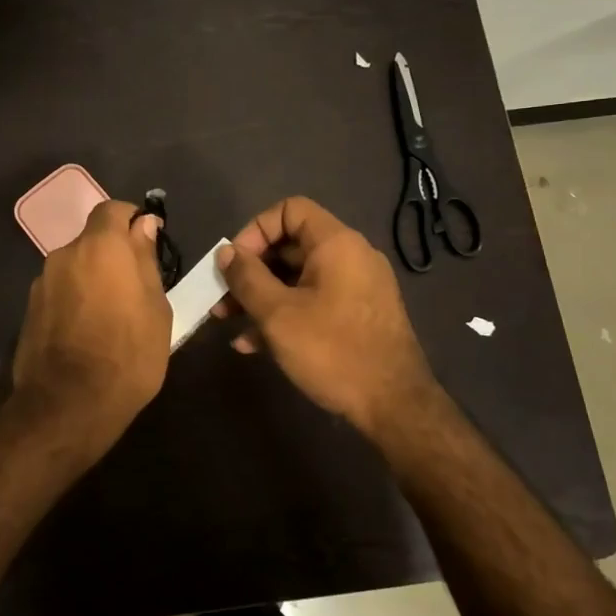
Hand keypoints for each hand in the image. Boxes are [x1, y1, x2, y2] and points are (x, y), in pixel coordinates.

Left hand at [11, 199, 171, 445]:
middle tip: (134, 289)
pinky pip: (59, 292)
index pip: (112, 209)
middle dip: (112, 256)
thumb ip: (146, 260)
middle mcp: (65, 254)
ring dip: (91, 280)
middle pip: (92, 241)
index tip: (146, 243)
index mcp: (100, 246)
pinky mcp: (29, 309)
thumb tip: (144, 226)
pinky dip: (74, 301)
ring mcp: (42, 283)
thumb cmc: (128, 354)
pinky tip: (85, 333)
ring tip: (109, 317)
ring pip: (75, 268)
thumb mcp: (156, 308)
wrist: (68, 405)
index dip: (130, 220)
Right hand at [214, 196, 440, 439]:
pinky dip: (284, 314)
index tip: (235, 263)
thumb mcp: (278, 314)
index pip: (290, 210)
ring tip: (227, 321)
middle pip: (290, 246)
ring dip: (261, 296)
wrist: (394, 405)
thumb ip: (247, 278)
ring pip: (298, 278)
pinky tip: (254, 345)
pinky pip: (313, 301)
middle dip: (251, 270)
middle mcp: (350, 257)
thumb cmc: (332, 350)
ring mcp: (357, 287)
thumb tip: (226, 253)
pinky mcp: (357, 316)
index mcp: (336, 243)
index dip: (255, 230)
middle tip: (222, 296)